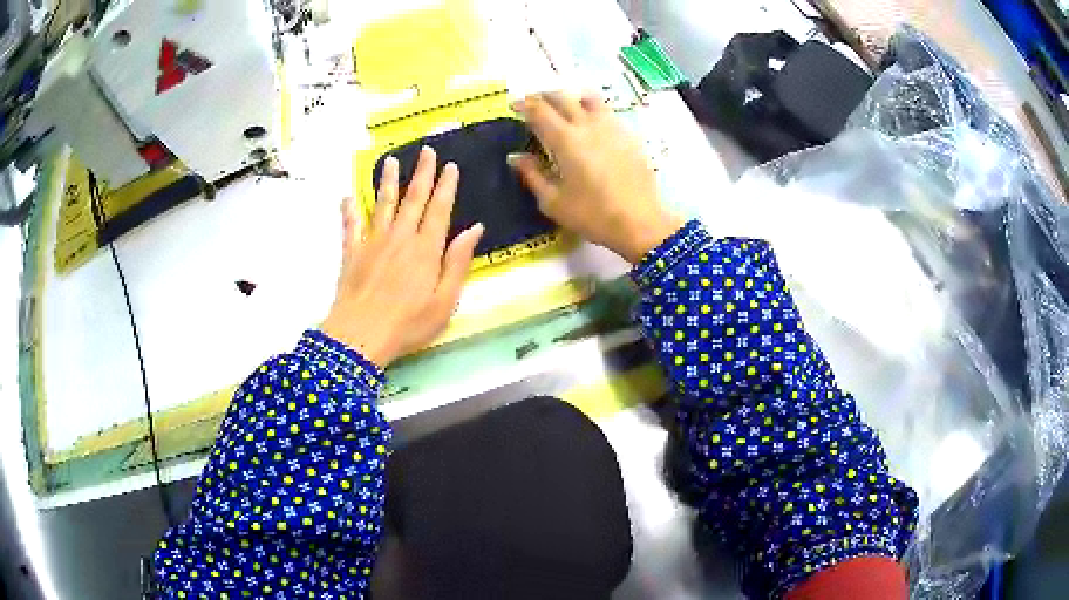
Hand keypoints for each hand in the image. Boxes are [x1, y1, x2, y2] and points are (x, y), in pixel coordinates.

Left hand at [321, 147, 483, 367]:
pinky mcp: (352, 253)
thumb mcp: (445, 300)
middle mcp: (400, 237)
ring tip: (389, 161)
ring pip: (382, 204)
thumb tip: (475, 229)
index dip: (446, 186)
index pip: (439, 209)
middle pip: (413, 198)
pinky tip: (347, 197)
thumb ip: (458, 262)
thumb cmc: (409, 324)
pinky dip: (349, 210)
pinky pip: (350, 226)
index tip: (450, 165)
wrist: (362, 336)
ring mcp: (373, 242)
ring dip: (386, 181)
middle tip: (426, 151)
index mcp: (426, 249)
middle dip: (421, 173)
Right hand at [508, 92, 683, 262]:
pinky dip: (592, 110)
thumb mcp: (553, 202)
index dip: (524, 104)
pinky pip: (607, 112)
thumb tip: (515, 157)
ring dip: (572, 98)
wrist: (641, 222)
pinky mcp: (629, 135)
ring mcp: (612, 127)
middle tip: (535, 103)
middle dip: (544, 96)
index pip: (539, 110)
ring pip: (589, 98)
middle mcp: (588, 125)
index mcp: (565, 139)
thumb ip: (532, 175)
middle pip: (563, 97)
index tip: (515, 106)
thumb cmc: (593, 215)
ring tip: (565, 107)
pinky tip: (591, 125)